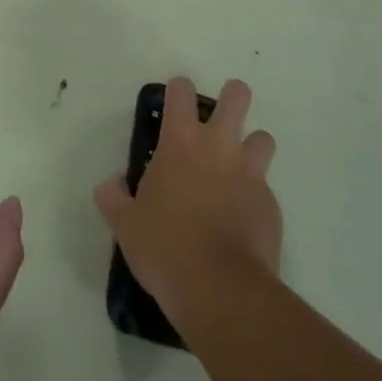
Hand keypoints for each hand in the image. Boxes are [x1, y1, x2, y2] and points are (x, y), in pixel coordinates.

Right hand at [94, 77, 281, 324]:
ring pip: (263, 137)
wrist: (221, 290)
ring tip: (237, 168)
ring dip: (251, 146)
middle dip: (232, 96)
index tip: (173, 102)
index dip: (178, 90)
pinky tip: (242, 219)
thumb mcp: (124, 224)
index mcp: (180, 141)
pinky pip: (266, 187)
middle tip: (219, 118)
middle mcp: (219, 146)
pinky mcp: (271, 205)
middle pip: (237, 96)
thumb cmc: (165, 247)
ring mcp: (250, 174)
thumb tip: (110, 183)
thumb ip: (113, 197)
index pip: (182, 90)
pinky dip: (255, 195)